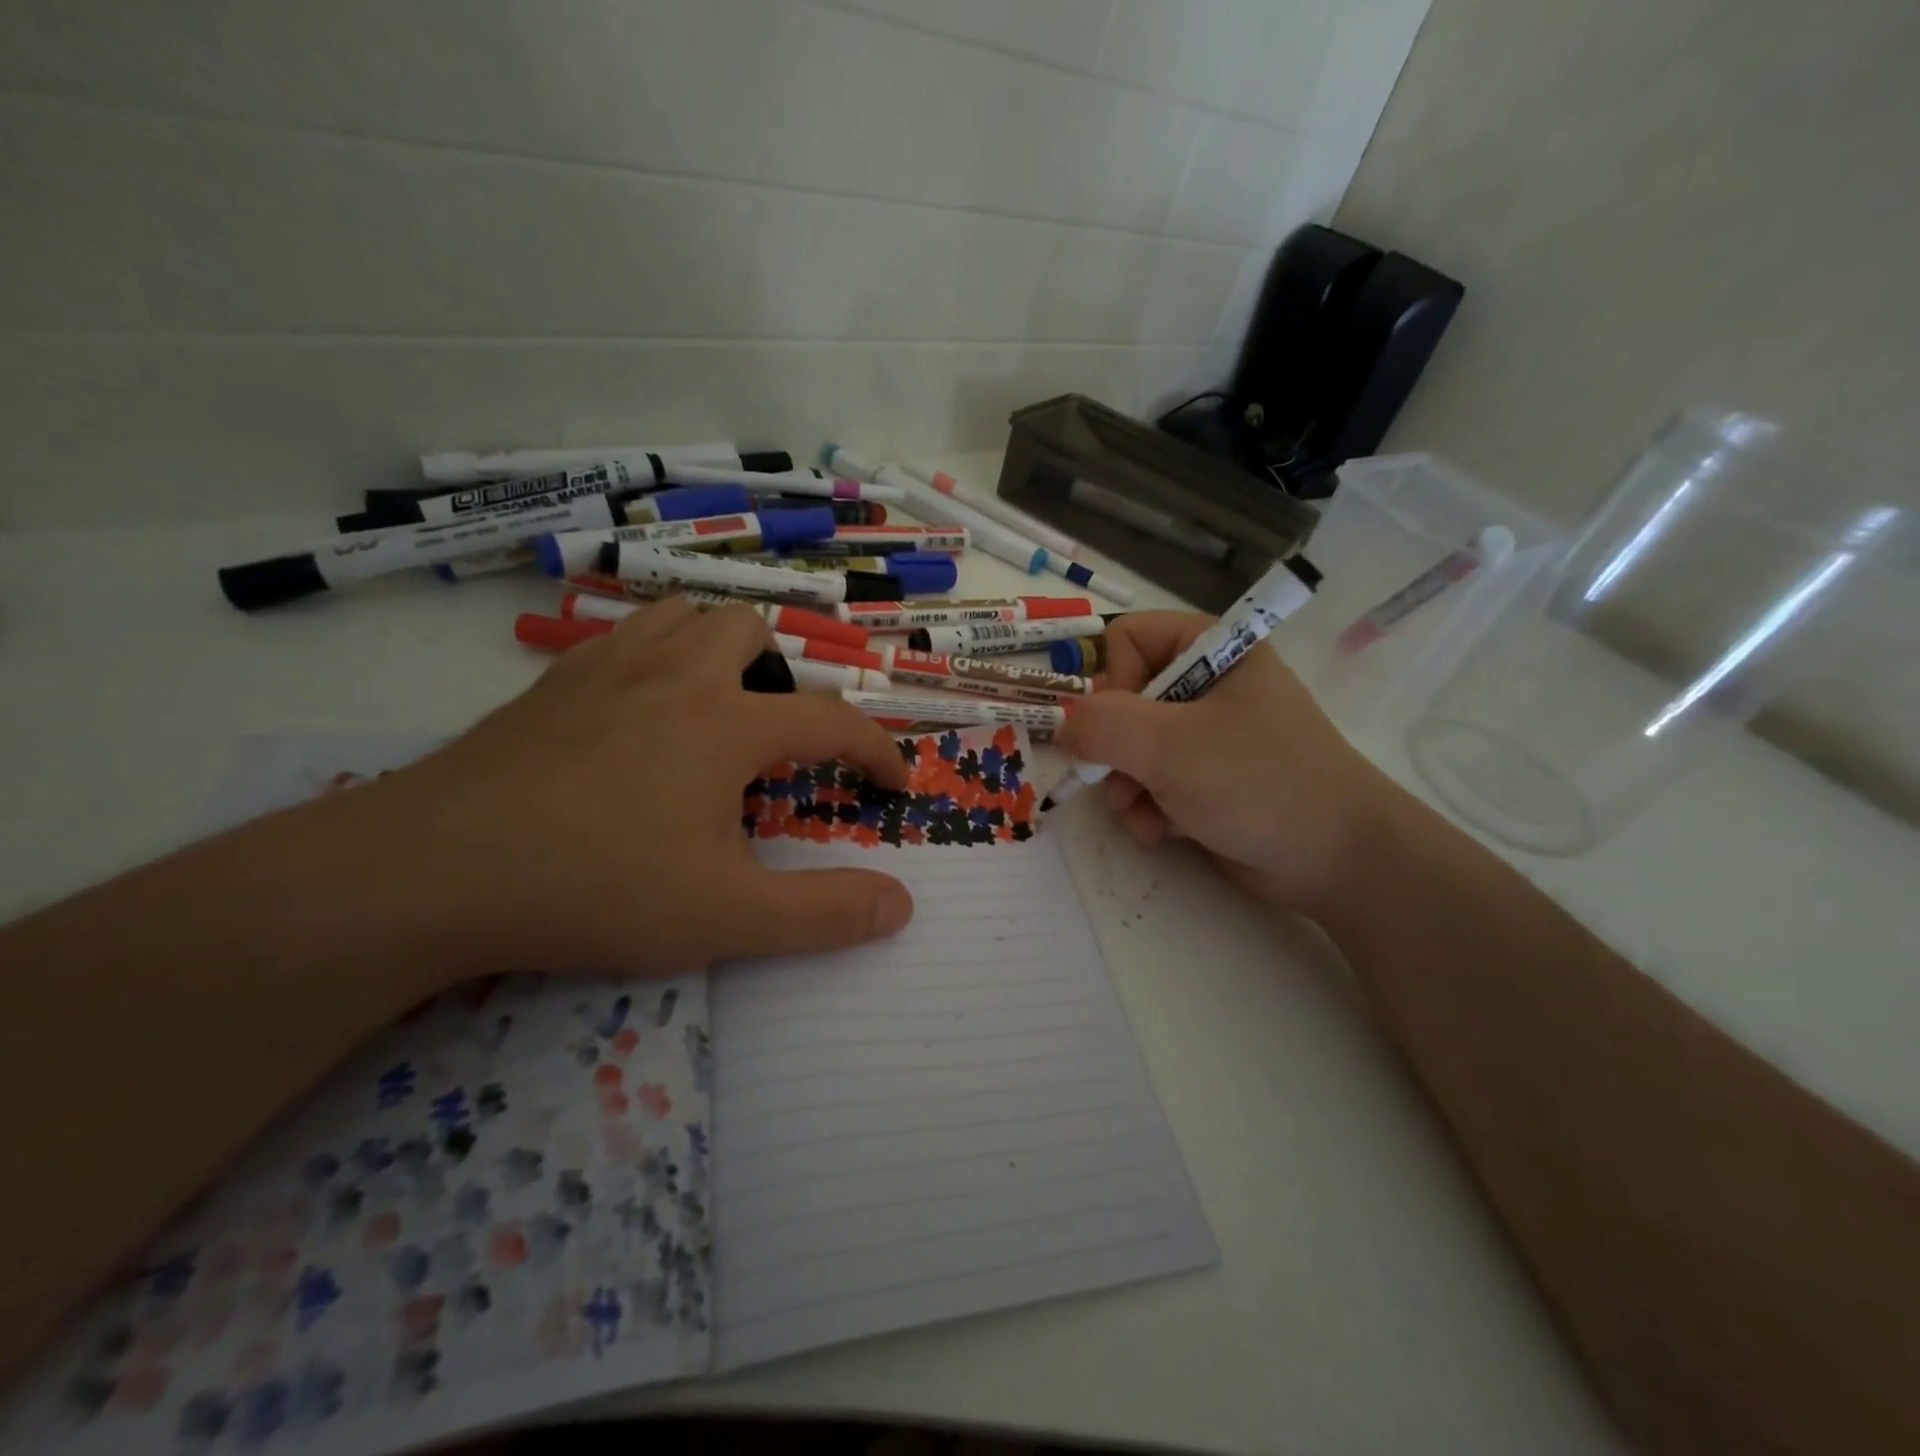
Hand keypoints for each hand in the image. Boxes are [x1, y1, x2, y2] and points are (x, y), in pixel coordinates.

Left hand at [354, 598, 914, 978]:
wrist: (433, 871)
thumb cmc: (597, 887)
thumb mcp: (726, 918)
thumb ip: (823, 914)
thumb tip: (902, 906)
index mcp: (727, 723)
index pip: (831, 721)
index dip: (875, 750)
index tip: (893, 783)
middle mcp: (675, 676)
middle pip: (751, 632)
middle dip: (784, 677)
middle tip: (774, 742)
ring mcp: (607, 669)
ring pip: (684, 616)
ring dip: (718, 650)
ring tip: (716, 709)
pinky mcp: (551, 683)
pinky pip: (621, 637)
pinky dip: (654, 657)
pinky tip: (638, 711)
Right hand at [1058, 611, 1403, 916]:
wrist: (1337, 860)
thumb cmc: (1259, 783)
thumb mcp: (1171, 747)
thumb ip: (1102, 726)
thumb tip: (1062, 724)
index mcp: (1211, 650)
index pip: (1127, 638)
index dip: (1115, 682)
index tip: (1128, 726)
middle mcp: (1206, 685)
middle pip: (1121, 699)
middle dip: (1116, 750)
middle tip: (1126, 781)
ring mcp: (1205, 734)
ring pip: (1129, 747)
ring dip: (1128, 787)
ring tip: (1147, 815)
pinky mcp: (1205, 779)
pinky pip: (1151, 781)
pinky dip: (1148, 808)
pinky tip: (1164, 831)